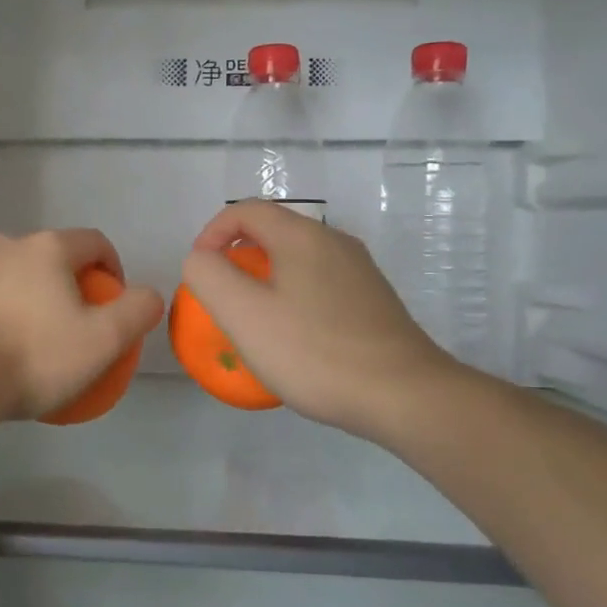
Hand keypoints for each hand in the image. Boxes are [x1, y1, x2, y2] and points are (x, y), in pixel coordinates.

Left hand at [0, 229, 165, 421]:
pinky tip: (4, 352)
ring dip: (36, 300)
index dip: (115, 271)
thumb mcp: (103, 340)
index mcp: (48, 247)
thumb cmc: (35, 354)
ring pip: (19, 277)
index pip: (96, 242)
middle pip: (55, 258)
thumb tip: (148, 296)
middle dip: (73, 286)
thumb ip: (137, 311)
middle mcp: (8, 245)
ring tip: (40, 342)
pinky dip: (4, 315)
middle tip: (79, 328)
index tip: (114, 308)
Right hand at [181, 201, 466, 444]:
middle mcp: (334, 242)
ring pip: (297, 259)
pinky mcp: (374, 300)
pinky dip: (294, 298)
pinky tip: (296, 340)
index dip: (212, 233)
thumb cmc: (315, 352)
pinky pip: (320, 284)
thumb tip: (202, 259)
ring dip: (266, 280)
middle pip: (273, 231)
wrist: (406, 396)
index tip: (200, 272)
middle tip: (223, 300)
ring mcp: (360, 271)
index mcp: (302, 236)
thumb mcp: (244, 315)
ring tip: (255, 322)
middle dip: (237, 258)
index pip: (245, 210)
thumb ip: (209, 276)